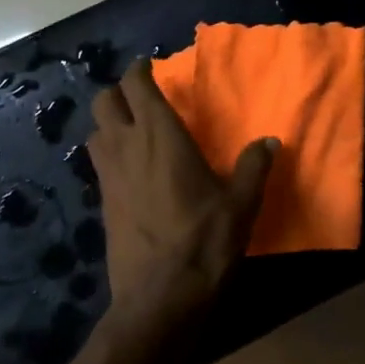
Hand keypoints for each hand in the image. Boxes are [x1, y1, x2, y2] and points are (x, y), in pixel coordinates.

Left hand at [87, 58, 278, 326]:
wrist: (160, 297)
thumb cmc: (204, 242)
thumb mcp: (241, 204)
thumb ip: (253, 167)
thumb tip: (270, 142)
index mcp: (160, 136)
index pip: (137, 86)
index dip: (140, 70)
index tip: (150, 66)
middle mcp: (126, 147)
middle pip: (103, 101)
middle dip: (119, 92)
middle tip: (142, 98)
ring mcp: (109, 176)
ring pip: (94, 131)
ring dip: (110, 123)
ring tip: (134, 131)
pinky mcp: (103, 203)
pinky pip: (99, 163)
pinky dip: (109, 153)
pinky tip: (131, 170)